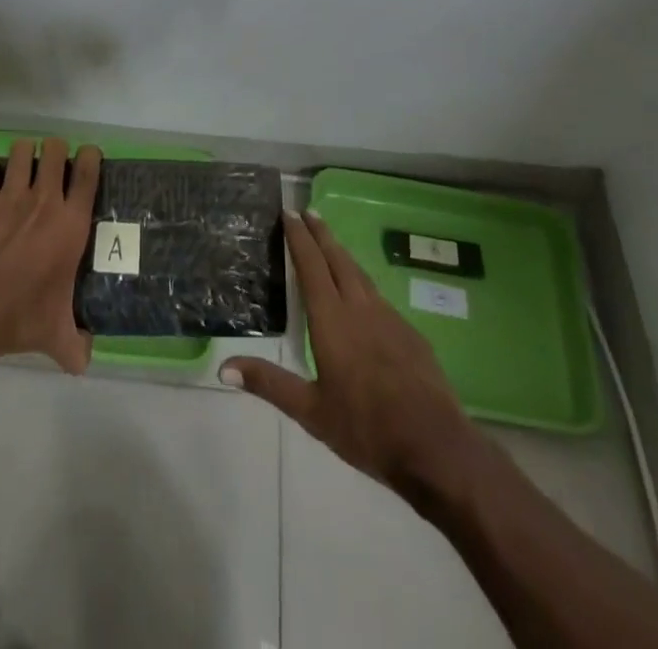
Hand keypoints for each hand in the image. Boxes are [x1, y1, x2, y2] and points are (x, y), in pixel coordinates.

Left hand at [0, 137, 100, 374]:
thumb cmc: (20, 318)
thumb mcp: (55, 336)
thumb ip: (75, 345)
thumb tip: (85, 362)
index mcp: (71, 224)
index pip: (89, 174)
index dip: (91, 156)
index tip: (88, 155)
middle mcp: (45, 201)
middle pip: (55, 151)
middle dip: (55, 149)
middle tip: (52, 161)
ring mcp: (11, 197)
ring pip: (22, 151)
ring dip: (24, 151)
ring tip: (22, 160)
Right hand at [224, 209, 474, 495]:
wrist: (434, 446)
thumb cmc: (365, 428)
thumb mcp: (311, 412)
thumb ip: (269, 384)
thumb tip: (224, 367)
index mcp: (332, 320)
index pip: (311, 266)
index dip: (299, 237)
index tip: (289, 212)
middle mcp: (360, 308)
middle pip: (338, 259)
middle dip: (321, 234)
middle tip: (308, 211)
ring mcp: (389, 318)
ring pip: (360, 274)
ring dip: (342, 253)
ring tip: (331, 243)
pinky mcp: (410, 334)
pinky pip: (379, 296)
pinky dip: (362, 282)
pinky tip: (363, 295)